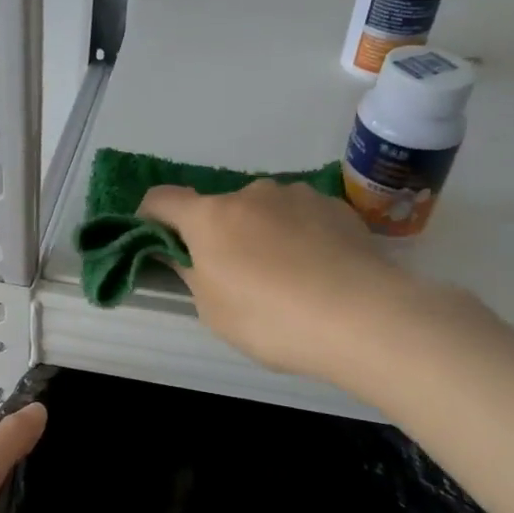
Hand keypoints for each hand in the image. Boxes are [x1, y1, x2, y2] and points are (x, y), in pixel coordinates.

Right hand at [139, 180, 429, 380]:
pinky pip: (303, 218)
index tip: (155, 238)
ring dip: (262, 234)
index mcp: (211, 217)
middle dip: (219, 235)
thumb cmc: (271, 319)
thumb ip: (192, 274)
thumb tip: (184, 255)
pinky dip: (300, 237)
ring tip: (287, 278)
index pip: (163, 200)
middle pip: (220, 209)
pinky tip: (319, 272)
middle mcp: (252, 193)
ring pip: (265, 211)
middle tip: (236, 277)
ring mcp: (298, 196)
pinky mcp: (337, 207)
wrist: (362, 316)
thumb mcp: (214, 310)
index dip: (150, 216)